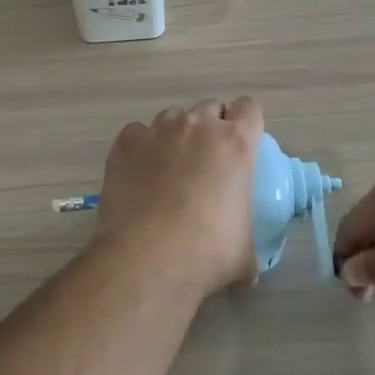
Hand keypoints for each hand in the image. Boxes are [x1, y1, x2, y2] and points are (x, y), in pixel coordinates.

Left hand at [94, 97, 263, 297]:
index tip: (242, 144)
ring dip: (177, 135)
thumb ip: (248, 240)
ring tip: (169, 168)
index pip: (249, 109)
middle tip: (206, 162)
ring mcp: (158, 130)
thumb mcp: (245, 251)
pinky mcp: (126, 142)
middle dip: (211, 127)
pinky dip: (142, 147)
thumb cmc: (207, 254)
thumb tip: (247, 267)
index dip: (246, 124)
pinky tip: (140, 174)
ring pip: (173, 117)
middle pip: (210, 107)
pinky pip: (138, 133)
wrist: (146, 260)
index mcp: (236, 143)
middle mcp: (198, 126)